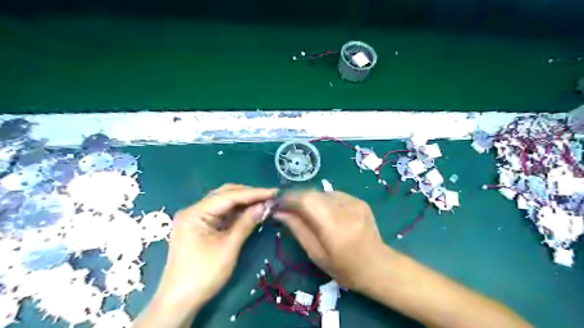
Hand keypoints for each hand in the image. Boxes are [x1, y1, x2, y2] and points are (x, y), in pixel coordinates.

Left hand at [152, 185, 275, 309]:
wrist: (180, 301)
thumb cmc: (203, 275)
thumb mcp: (228, 248)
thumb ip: (246, 223)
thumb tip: (264, 205)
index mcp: (195, 213)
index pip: (228, 196)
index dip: (253, 193)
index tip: (274, 192)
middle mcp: (194, 210)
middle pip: (225, 195)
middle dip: (249, 195)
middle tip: (270, 197)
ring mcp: (197, 219)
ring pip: (224, 203)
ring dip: (244, 203)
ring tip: (264, 202)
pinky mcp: (201, 227)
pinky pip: (222, 214)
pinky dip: (237, 213)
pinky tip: (251, 212)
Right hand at [275, 191, 386, 290]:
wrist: (378, 266)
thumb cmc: (344, 268)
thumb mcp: (316, 255)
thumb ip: (298, 230)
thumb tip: (279, 212)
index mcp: (334, 228)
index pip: (307, 202)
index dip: (289, 199)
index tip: (277, 203)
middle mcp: (345, 210)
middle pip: (313, 194)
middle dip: (297, 198)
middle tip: (287, 207)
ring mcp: (355, 203)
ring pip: (322, 192)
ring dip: (309, 198)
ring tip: (303, 210)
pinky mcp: (359, 201)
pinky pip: (334, 194)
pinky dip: (323, 199)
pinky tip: (322, 210)